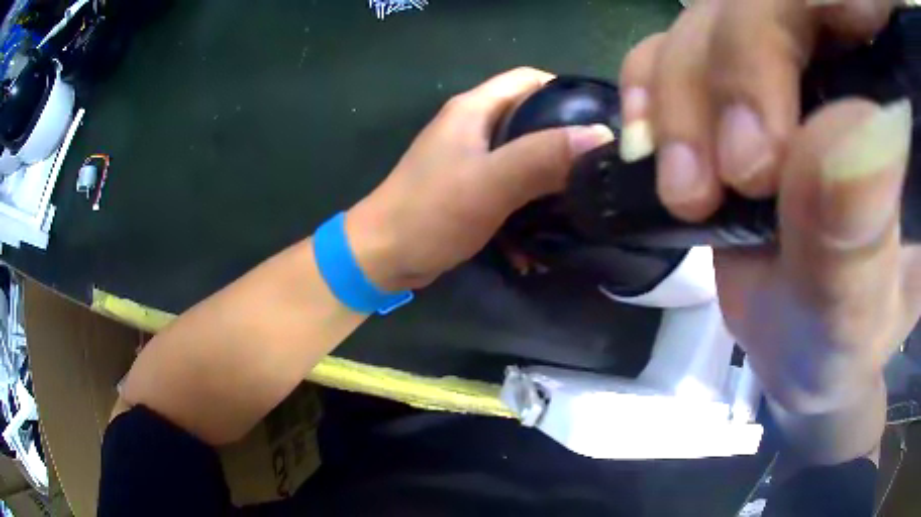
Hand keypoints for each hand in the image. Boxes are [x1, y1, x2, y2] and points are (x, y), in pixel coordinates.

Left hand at [346, 67, 613, 291]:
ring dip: (549, 177)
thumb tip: (601, 135)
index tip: (601, 120)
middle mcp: (472, 126)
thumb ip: (543, 157)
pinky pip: (510, 185)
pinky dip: (528, 203)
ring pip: (523, 154)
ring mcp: (469, 158)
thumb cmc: (430, 213)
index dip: (567, 92)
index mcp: (474, 109)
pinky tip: (545, 231)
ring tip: (582, 200)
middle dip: (565, 139)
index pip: (529, 79)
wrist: (382, 258)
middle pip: (531, 117)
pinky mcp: (468, 188)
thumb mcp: (490, 182)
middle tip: (598, 165)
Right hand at [620, 0, 920, 462]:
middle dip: (728, 73)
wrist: (800, 345)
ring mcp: (787, 56)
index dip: (786, 30)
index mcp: (893, 102)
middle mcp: (845, 55)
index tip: (763, 156)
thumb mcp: (854, 316)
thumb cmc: (838, 343)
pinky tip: (652, 145)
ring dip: (679, 92)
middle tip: (714, 183)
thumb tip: (849, 138)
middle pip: (763, 1)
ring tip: (685, 190)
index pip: (841, 6)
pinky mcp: (738, 75)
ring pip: (709, 16)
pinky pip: (672, 40)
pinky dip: (650, 84)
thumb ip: (857, 238)